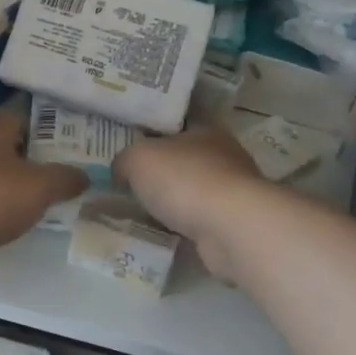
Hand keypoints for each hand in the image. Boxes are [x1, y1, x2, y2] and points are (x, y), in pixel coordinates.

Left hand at [0, 99, 87, 267]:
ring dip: (19, 181)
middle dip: (39, 156)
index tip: (79, 140)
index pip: (30, 115)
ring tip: (48, 196)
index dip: (56, 126)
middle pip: (14, 144)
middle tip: (71, 171)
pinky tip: (14, 218)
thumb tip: (84, 175)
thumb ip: (64, 178)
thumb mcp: (38, 187)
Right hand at [114, 129, 265, 276]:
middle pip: (186, 158)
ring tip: (143, 210)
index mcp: (205, 129)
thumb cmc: (184, 179)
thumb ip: (124, 160)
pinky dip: (184, 225)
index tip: (133, 144)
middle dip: (163, 169)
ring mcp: (233, 191)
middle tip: (131, 180)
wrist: (230, 228)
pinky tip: (164, 232)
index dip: (154, 131)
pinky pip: (200, 219)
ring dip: (174, 200)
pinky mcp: (234, 223)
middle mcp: (224, 155)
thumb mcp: (138, 159)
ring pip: (194, 190)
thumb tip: (120, 171)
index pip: (178, 123)